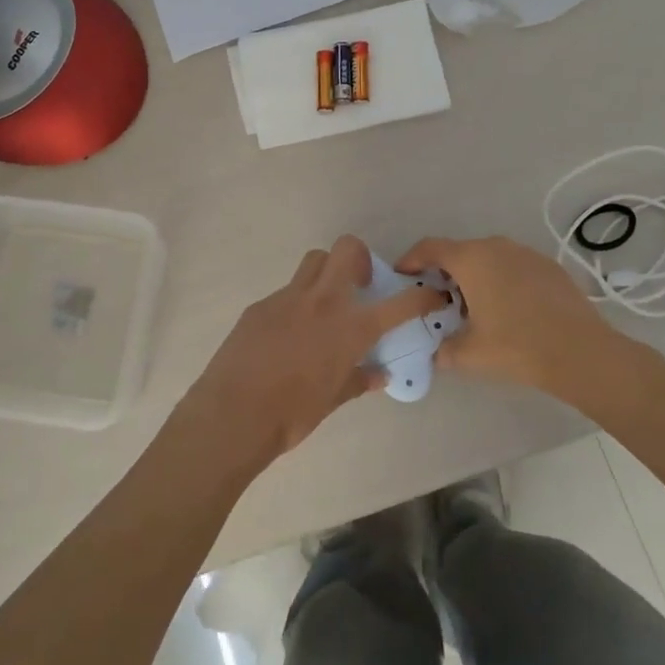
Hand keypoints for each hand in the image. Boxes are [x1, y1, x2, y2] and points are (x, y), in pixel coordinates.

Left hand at [177, 236, 446, 467]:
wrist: (233, 415)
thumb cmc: (292, 414)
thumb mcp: (333, 400)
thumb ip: (358, 380)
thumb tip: (379, 375)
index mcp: (350, 328)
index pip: (399, 304)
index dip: (422, 297)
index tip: (431, 295)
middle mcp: (322, 302)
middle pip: (347, 250)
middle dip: (361, 259)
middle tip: (360, 286)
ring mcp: (287, 299)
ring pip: (314, 262)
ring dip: (327, 272)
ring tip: (324, 304)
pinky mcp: (260, 306)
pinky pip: (286, 292)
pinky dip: (296, 303)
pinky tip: (288, 334)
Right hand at [397, 235, 630, 394]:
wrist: (581, 352)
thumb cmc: (517, 347)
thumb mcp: (469, 354)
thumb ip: (442, 350)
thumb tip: (435, 352)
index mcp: (471, 259)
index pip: (429, 248)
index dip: (410, 260)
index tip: (402, 276)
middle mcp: (496, 247)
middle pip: (459, 252)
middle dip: (443, 273)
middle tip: (436, 301)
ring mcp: (526, 253)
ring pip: (488, 258)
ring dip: (474, 276)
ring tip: (473, 307)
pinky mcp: (548, 266)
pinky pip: (512, 266)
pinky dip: (500, 280)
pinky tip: (507, 310)